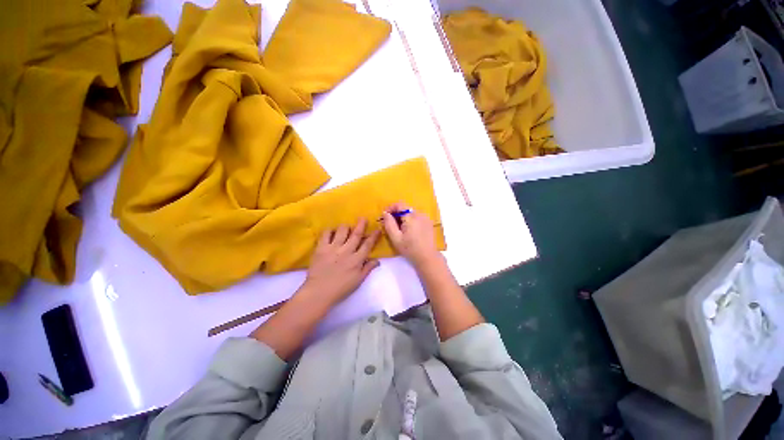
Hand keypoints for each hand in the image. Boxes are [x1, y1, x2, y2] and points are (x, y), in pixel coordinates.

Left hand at [300, 219, 380, 308]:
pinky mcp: (321, 248)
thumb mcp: (358, 281)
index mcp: (357, 260)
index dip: (374, 236)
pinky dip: (330, 230)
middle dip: (361, 224)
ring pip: (342, 230)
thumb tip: (377, 260)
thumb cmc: (341, 288)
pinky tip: (331, 232)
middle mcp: (347, 251)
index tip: (377, 229)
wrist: (318, 292)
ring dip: (346, 227)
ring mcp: (333, 248)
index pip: (368, 244)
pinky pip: (326, 233)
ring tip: (346, 227)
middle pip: (356, 234)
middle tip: (363, 218)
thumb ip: (368, 269)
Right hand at [381, 203, 439, 267]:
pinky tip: (409, 230)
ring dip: (403, 217)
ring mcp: (425, 218)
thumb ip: (389, 224)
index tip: (385, 216)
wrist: (427, 257)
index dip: (391, 208)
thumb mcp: (396, 238)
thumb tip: (385, 213)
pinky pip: (417, 216)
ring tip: (400, 229)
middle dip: (396, 214)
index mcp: (411, 217)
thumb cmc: (410, 249)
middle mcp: (420, 214)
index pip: (399, 204)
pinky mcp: (428, 222)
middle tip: (391, 225)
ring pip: (411, 212)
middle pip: (405, 208)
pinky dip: (410, 220)